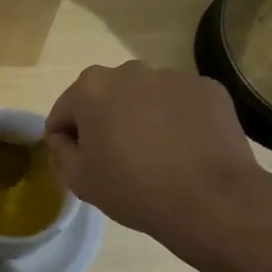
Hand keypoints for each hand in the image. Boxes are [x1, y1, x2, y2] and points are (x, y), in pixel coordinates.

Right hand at [45, 62, 271, 261]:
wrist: (211, 200)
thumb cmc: (134, 189)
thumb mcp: (79, 180)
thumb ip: (61, 151)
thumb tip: (65, 137)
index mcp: (90, 88)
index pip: (64, 111)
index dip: (67, 139)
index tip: (81, 162)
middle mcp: (129, 71)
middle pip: (106, 97)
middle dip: (106, 121)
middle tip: (120, 159)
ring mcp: (172, 76)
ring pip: (145, 96)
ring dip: (143, 117)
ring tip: (159, 155)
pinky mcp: (208, 88)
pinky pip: (181, 103)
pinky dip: (179, 119)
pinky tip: (187, 149)